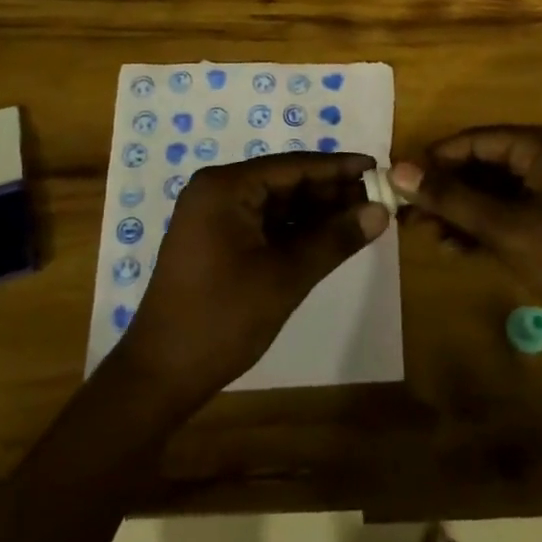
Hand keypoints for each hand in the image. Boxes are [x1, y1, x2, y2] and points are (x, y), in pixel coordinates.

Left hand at [116, 152, 390, 409]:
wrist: (161, 375)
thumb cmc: (221, 319)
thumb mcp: (285, 277)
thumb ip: (334, 240)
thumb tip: (381, 211)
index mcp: (225, 187)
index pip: (292, 166)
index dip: (337, 167)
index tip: (377, 167)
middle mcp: (217, 192)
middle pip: (285, 182)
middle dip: (329, 192)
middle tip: (377, 198)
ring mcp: (214, 217)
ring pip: (277, 205)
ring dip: (316, 212)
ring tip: (362, 217)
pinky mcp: (216, 242)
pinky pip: (264, 224)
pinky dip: (296, 231)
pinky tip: (329, 238)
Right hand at [394, 126, 541, 348]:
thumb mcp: (507, 227)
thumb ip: (451, 198)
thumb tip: (398, 171)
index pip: (478, 140)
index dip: (436, 158)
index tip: (398, 179)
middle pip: (484, 166)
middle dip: (446, 190)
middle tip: (406, 214)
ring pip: (494, 194)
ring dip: (460, 212)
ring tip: (424, 235)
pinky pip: (509, 217)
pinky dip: (482, 230)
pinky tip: (453, 249)